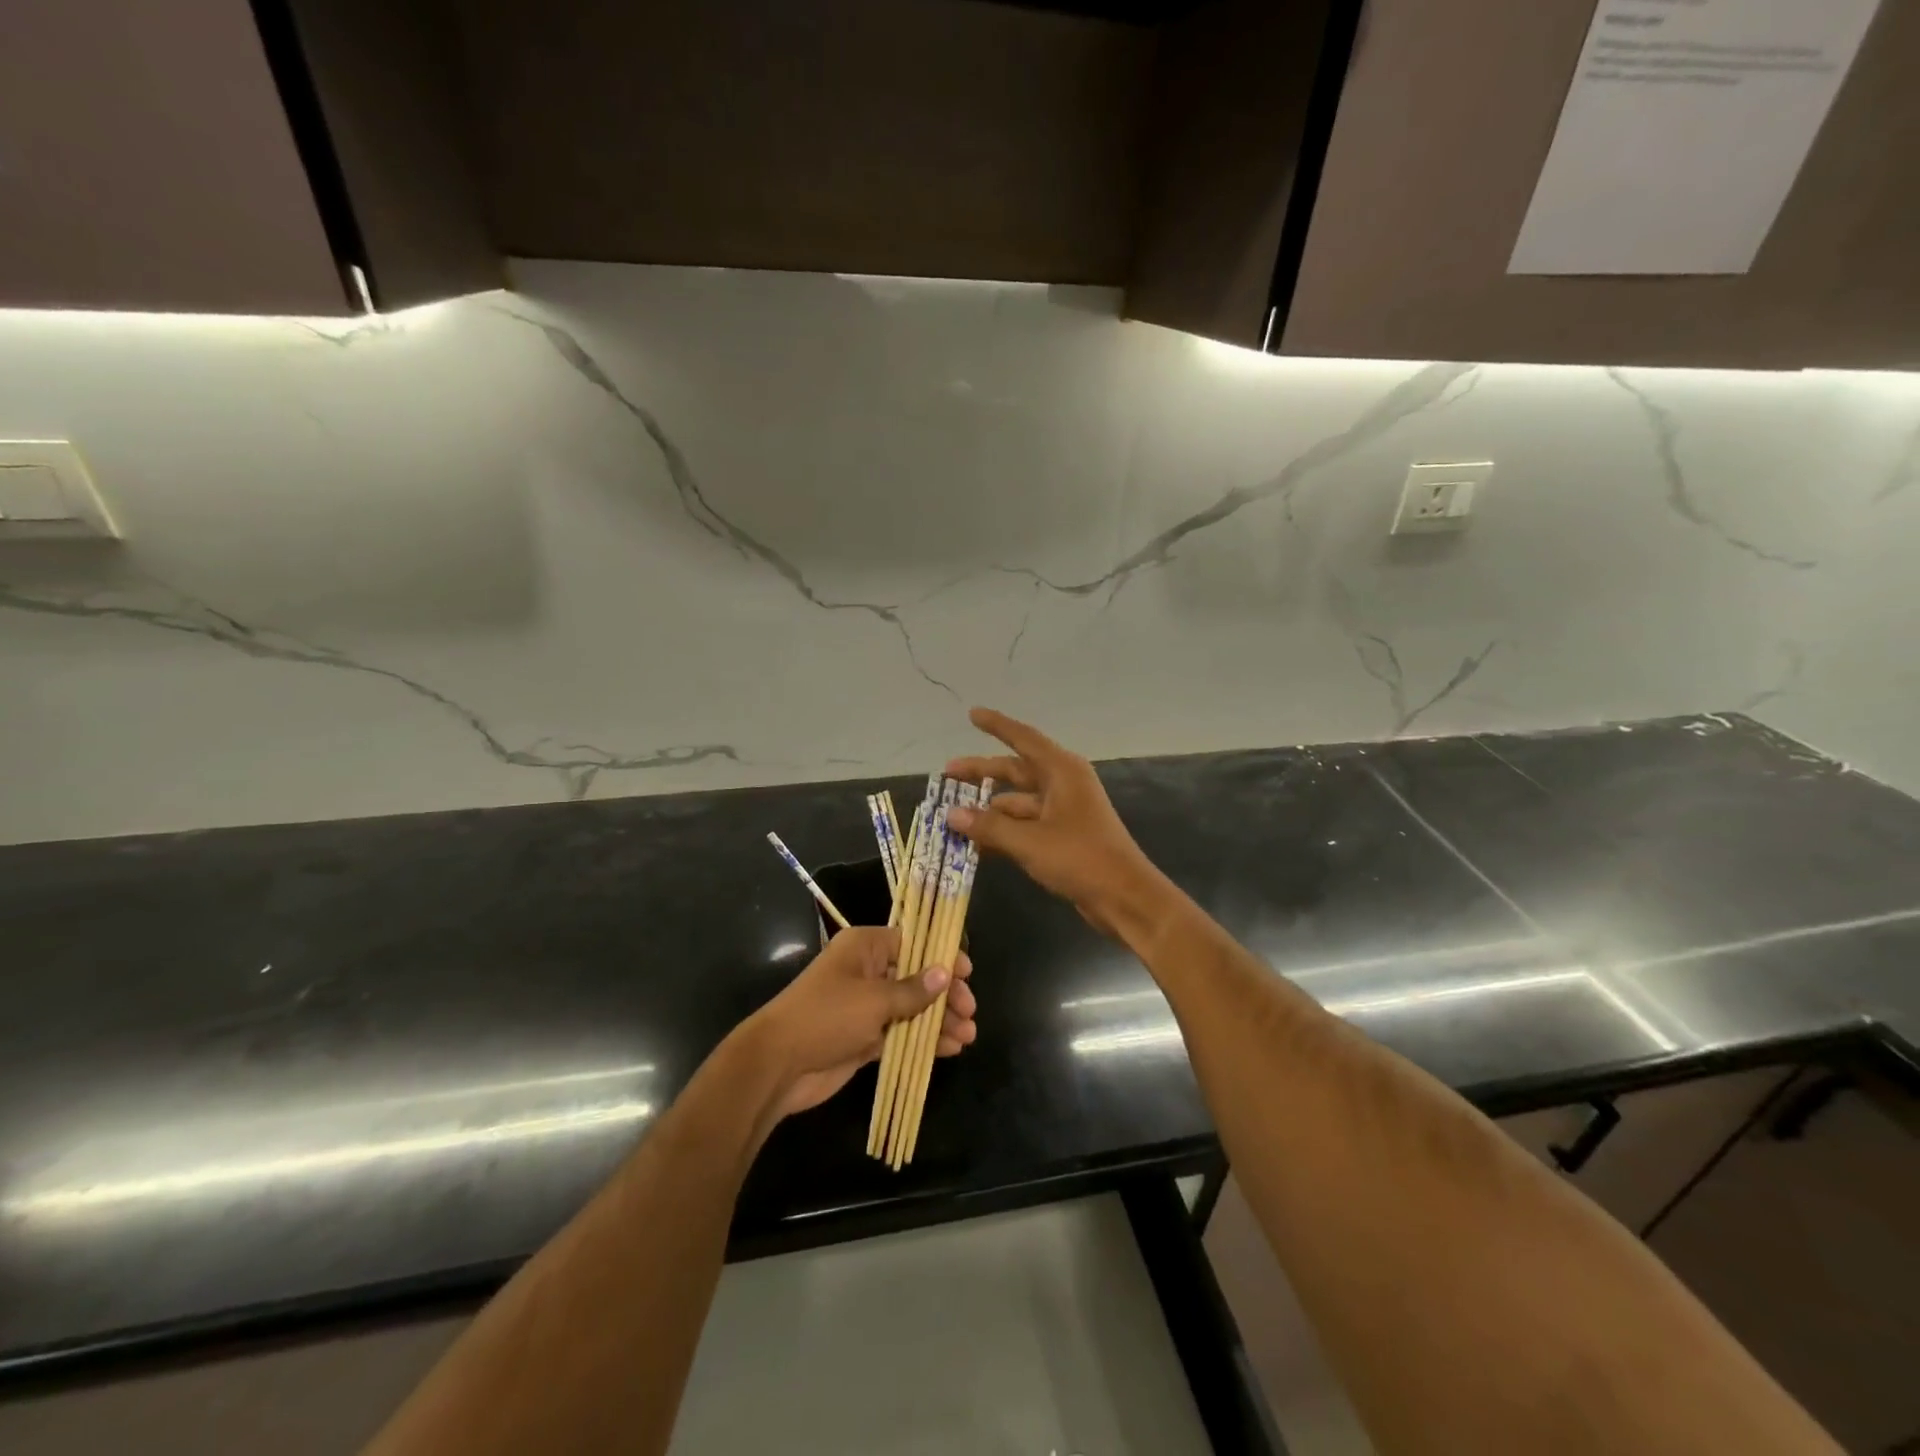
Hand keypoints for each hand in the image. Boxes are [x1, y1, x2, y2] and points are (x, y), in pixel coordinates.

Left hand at [740, 926, 976, 1124]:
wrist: (778, 1065)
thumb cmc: (826, 1016)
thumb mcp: (874, 999)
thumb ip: (913, 990)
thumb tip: (945, 973)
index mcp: (866, 948)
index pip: (913, 943)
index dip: (941, 956)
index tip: (967, 973)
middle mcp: (868, 971)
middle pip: (916, 976)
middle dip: (944, 994)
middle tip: (969, 1011)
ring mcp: (866, 1006)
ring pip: (911, 1008)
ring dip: (939, 1020)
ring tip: (968, 1035)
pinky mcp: (865, 1037)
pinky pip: (901, 1033)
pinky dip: (923, 1040)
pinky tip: (950, 1049)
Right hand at [946, 707, 1170, 942]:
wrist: (1124, 896)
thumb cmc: (1080, 857)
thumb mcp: (1028, 841)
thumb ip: (988, 826)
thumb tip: (951, 814)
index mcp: (1061, 771)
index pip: (1023, 738)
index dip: (996, 726)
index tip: (971, 714)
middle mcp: (1063, 784)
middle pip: (1016, 770)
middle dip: (982, 772)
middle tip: (947, 774)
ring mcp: (1064, 810)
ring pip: (1018, 801)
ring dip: (989, 808)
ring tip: (954, 817)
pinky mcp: (1063, 835)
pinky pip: (1025, 824)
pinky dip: (1003, 830)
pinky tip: (976, 843)